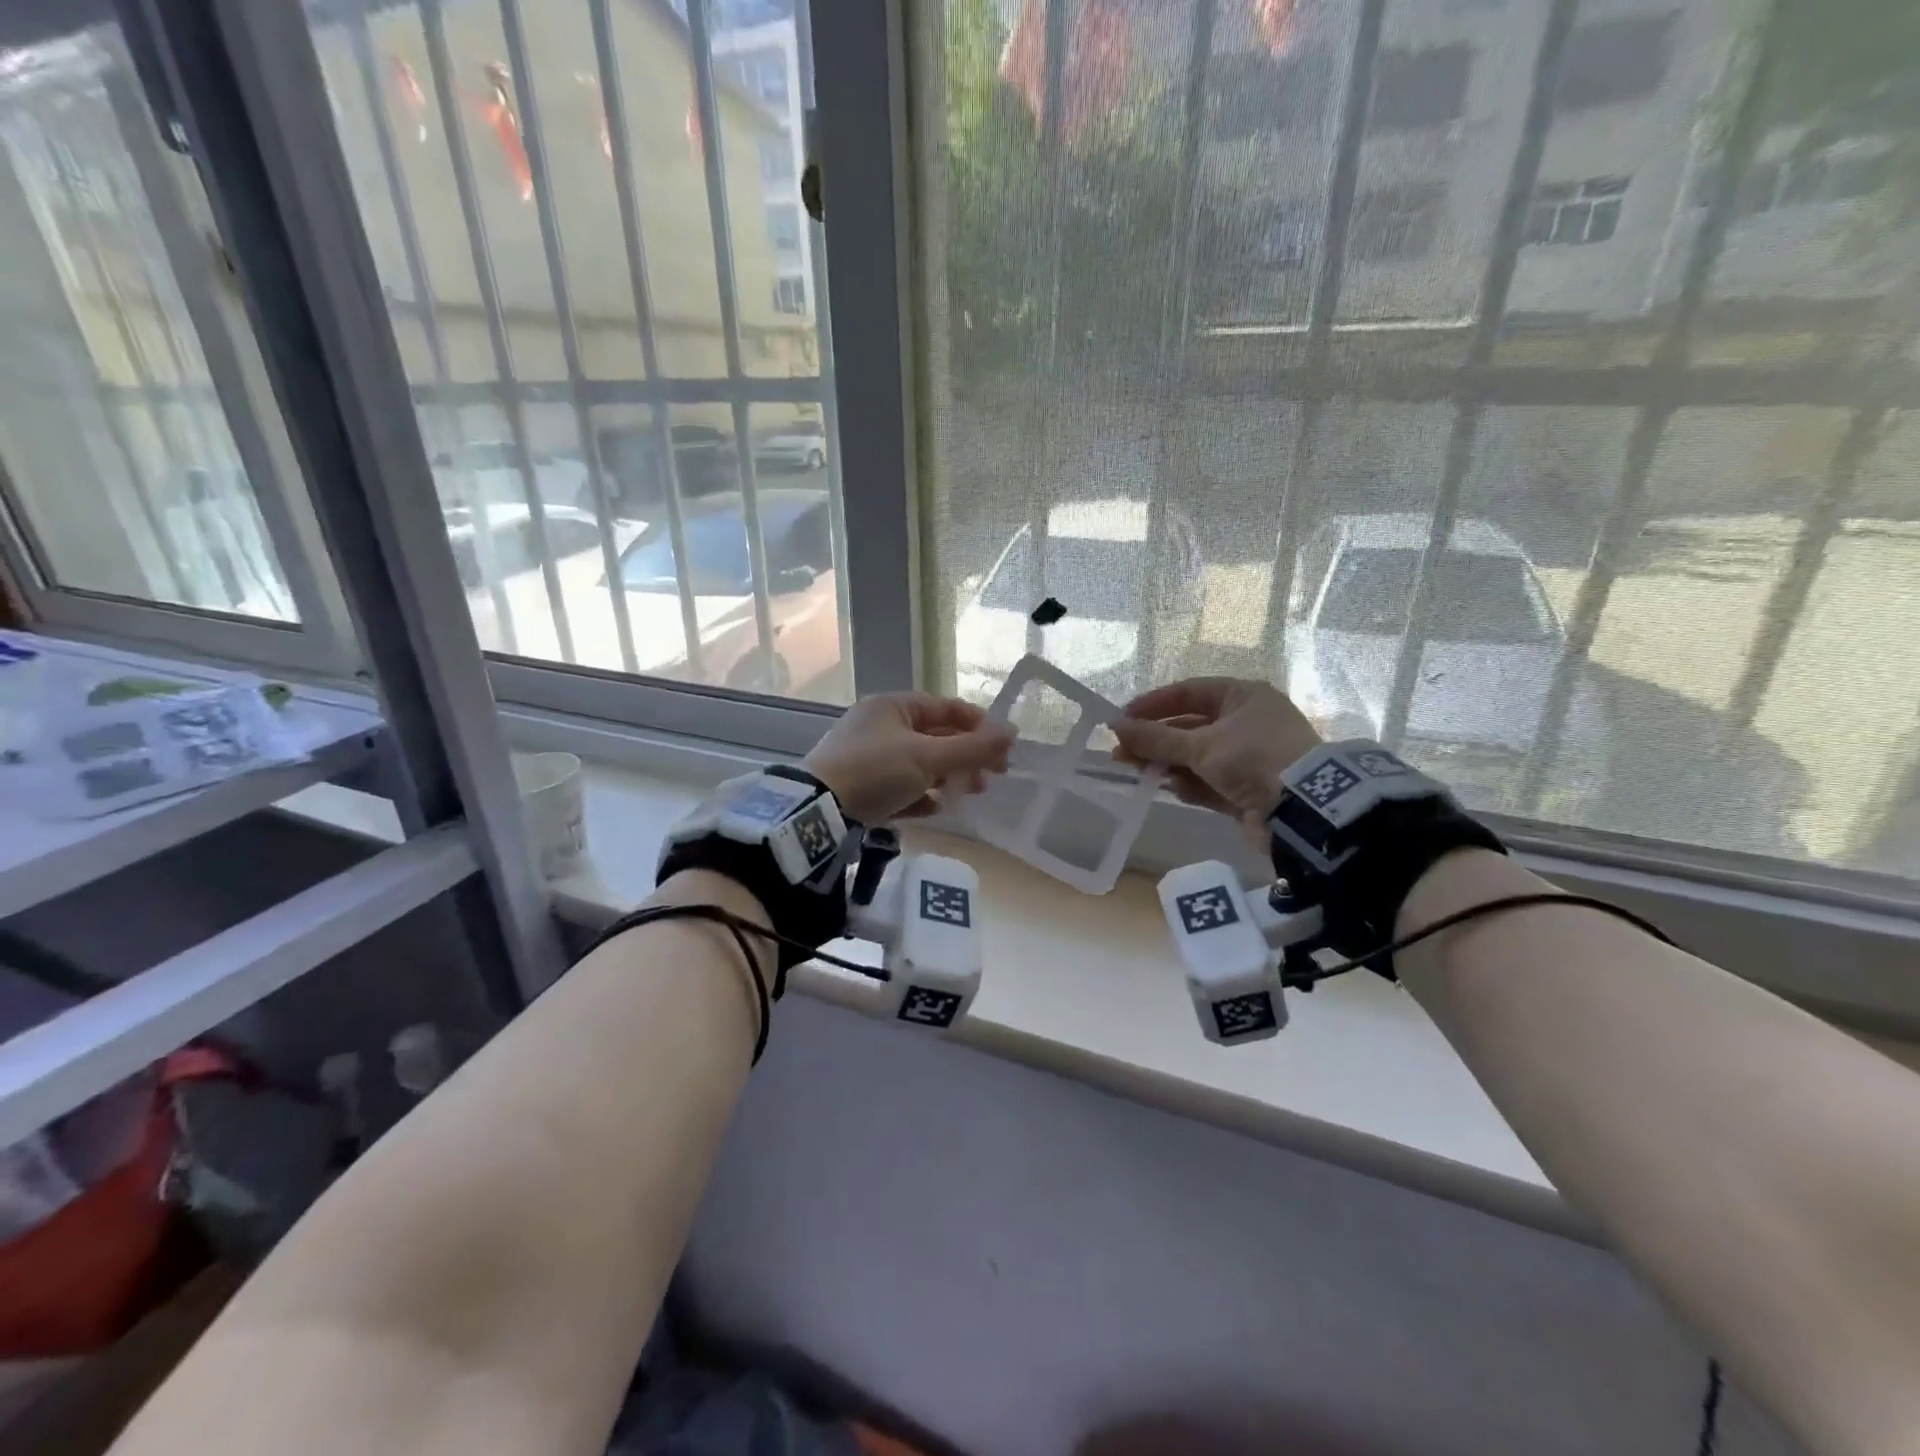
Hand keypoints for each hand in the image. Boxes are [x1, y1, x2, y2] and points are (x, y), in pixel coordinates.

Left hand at [804, 692, 1014, 823]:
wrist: (817, 810)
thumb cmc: (876, 771)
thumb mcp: (927, 757)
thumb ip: (972, 747)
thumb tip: (1012, 732)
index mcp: (894, 706)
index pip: (947, 708)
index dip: (980, 725)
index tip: (1005, 748)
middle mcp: (881, 725)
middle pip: (936, 737)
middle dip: (966, 756)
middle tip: (992, 777)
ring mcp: (870, 757)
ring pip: (921, 764)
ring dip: (948, 777)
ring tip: (969, 794)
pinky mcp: (863, 786)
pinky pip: (902, 787)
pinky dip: (921, 795)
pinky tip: (935, 808)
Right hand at [1110, 677, 1322, 827]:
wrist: (1304, 809)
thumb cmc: (1253, 758)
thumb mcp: (1200, 745)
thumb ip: (1155, 738)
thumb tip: (1116, 727)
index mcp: (1242, 696)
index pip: (1189, 692)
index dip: (1153, 704)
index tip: (1121, 719)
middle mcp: (1246, 722)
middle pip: (1189, 726)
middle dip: (1154, 740)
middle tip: (1120, 752)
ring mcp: (1247, 757)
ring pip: (1196, 756)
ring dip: (1167, 763)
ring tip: (1135, 770)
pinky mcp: (1247, 788)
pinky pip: (1209, 781)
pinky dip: (1189, 784)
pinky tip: (1171, 788)